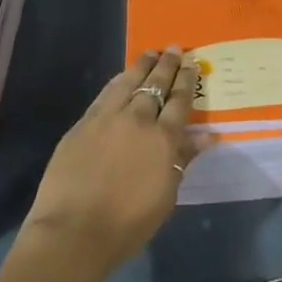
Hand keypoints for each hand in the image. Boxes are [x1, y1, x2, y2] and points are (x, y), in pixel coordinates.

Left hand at [22, 48, 202, 269]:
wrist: (73, 232)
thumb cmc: (127, 224)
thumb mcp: (166, 195)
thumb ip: (183, 158)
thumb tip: (208, 135)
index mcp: (163, 139)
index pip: (180, 101)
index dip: (187, 80)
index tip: (192, 63)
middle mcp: (138, 119)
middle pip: (156, 85)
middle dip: (167, 65)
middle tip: (175, 49)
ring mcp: (107, 118)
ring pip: (129, 82)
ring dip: (142, 66)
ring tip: (151, 53)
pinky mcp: (83, 124)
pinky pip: (105, 94)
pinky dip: (117, 81)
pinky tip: (122, 76)